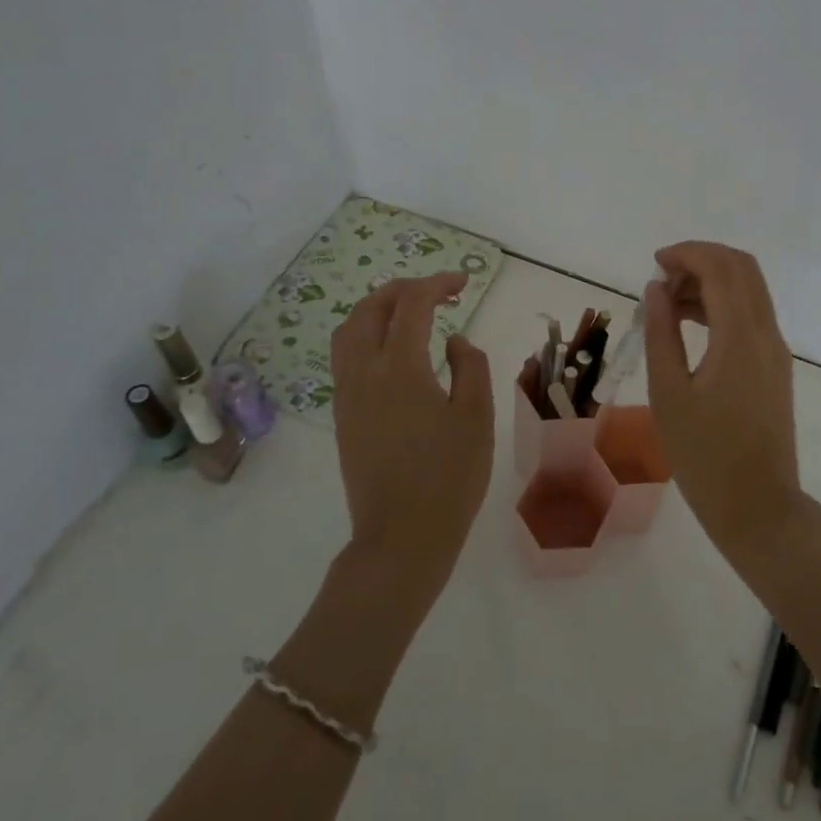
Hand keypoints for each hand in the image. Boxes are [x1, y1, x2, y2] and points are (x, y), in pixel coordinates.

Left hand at [330, 272, 493, 588]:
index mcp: (400, 366)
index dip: (438, 284)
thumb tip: (453, 340)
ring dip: (378, 309)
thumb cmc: (450, 477)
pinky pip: (345, 356)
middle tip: (437, 292)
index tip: (464, 283)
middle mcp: (364, 372)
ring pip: (349, 331)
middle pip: (370, 309)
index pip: (412, 304)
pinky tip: (393, 351)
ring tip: (410, 313)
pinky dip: (366, 335)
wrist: (402, 537)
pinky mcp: (343, 415)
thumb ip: (470, 366)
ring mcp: (347, 394)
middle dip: (403, 289)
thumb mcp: (477, 416)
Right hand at [642, 242, 804, 560]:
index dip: (687, 254)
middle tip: (662, 280)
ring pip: (749, 291)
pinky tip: (690, 325)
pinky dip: (723, 306)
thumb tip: (657, 289)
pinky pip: (751, 316)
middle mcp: (767, 334)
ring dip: (711, 282)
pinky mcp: (775, 368)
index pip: (721, 268)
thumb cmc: (704, 456)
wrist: (758, 508)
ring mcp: (776, 351)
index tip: (654, 263)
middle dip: (702, 261)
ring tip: (667, 305)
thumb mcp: (669, 394)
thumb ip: (661, 333)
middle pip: (743, 269)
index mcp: (740, 337)